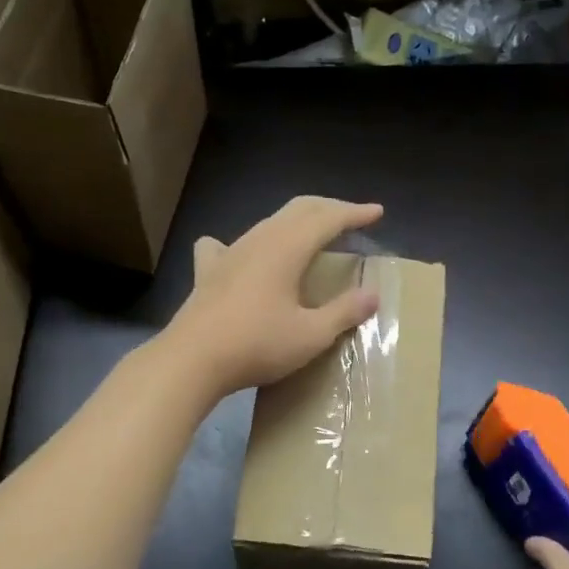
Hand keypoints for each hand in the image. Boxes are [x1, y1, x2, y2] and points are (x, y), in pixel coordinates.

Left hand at [165, 196, 385, 396]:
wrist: (191, 360)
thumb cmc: (257, 345)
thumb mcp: (311, 335)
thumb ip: (344, 312)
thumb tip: (372, 295)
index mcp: (287, 248)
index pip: (328, 219)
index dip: (355, 213)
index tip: (377, 212)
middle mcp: (258, 240)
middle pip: (298, 210)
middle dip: (328, 208)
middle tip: (351, 216)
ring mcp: (229, 253)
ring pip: (267, 223)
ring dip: (294, 222)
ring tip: (310, 234)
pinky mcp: (207, 273)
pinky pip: (226, 245)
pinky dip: (246, 244)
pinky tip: (240, 253)